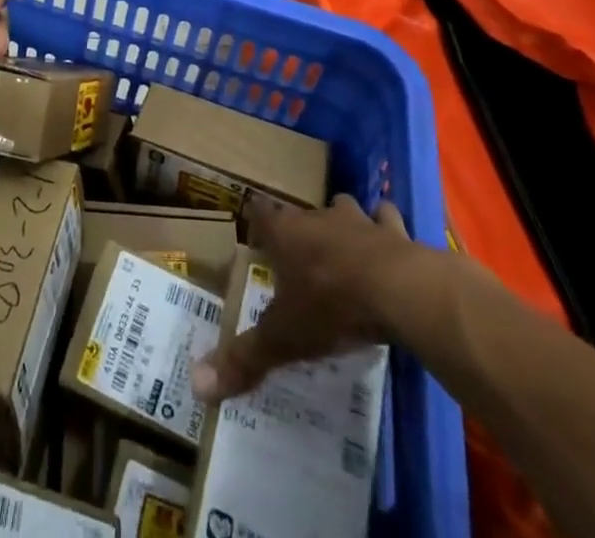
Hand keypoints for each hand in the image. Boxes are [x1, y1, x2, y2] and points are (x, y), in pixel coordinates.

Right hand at [192, 194, 446, 400]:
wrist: (396, 290)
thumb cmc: (331, 307)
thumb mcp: (284, 339)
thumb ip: (245, 359)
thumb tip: (197, 386)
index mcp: (285, 234)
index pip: (260, 212)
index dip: (256, 216)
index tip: (253, 220)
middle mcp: (317, 218)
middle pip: (303, 213)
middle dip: (302, 226)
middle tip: (301, 249)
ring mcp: (358, 220)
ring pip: (344, 207)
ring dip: (344, 221)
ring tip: (345, 242)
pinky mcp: (394, 231)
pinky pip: (387, 219)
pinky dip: (388, 230)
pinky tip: (392, 244)